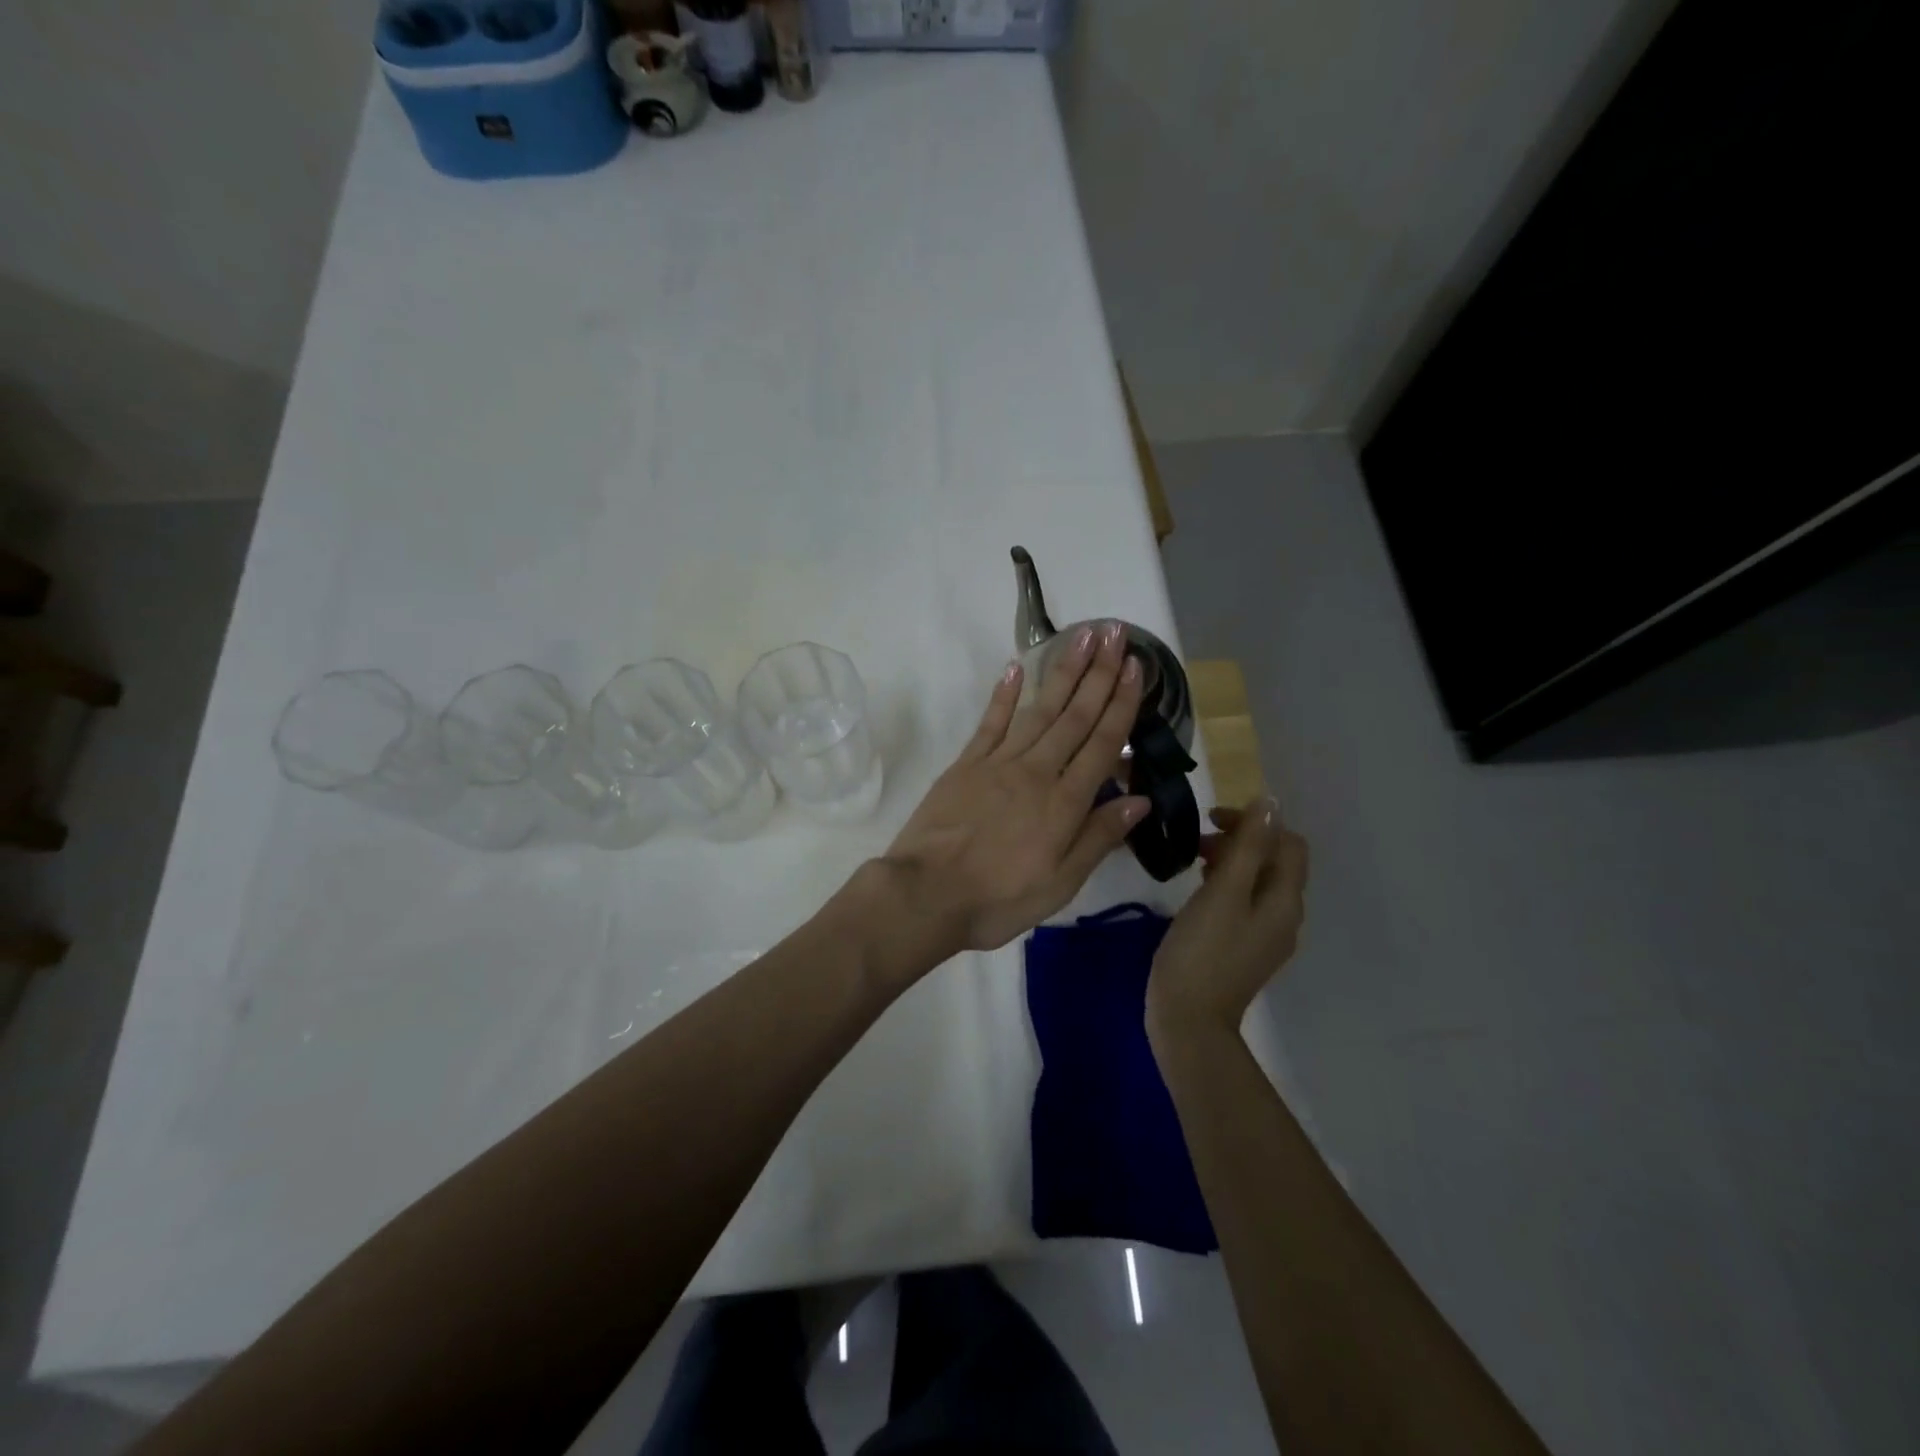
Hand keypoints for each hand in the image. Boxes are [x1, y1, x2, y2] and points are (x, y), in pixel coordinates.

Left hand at [876, 621, 1148, 961]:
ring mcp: (998, 763)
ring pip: (1039, 710)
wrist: (926, 894)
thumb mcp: (1061, 883)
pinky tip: (1017, 668)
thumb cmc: (999, 899)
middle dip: (1099, 673)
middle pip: (1075, 716)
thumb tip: (1140, 799)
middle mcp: (1036, 771)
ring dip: (1063, 672)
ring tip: (1082, 637)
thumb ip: (1099, 837)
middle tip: (1116, 633)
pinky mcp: (965, 764)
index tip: (1137, 668)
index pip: (1102, 743)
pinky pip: (990, 723)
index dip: (1122, 704)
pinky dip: (1004, 694)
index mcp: (1064, 802)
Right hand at [1146, 799, 1308, 1047]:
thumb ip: (1247, 846)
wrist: (1189, 1018)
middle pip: (1275, 862)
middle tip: (1199, 842)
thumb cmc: (1202, 949)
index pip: (1288, 843)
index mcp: (1284, 900)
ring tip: (1195, 862)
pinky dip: (1227, 886)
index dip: (1255, 823)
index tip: (1212, 821)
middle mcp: (1285, 916)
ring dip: (1232, 862)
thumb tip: (1269, 803)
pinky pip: (1245, 903)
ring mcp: (1266, 936)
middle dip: (1242, 841)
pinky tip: (1199, 892)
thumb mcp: (1223, 891)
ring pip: (1258, 882)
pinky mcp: (1246, 949)